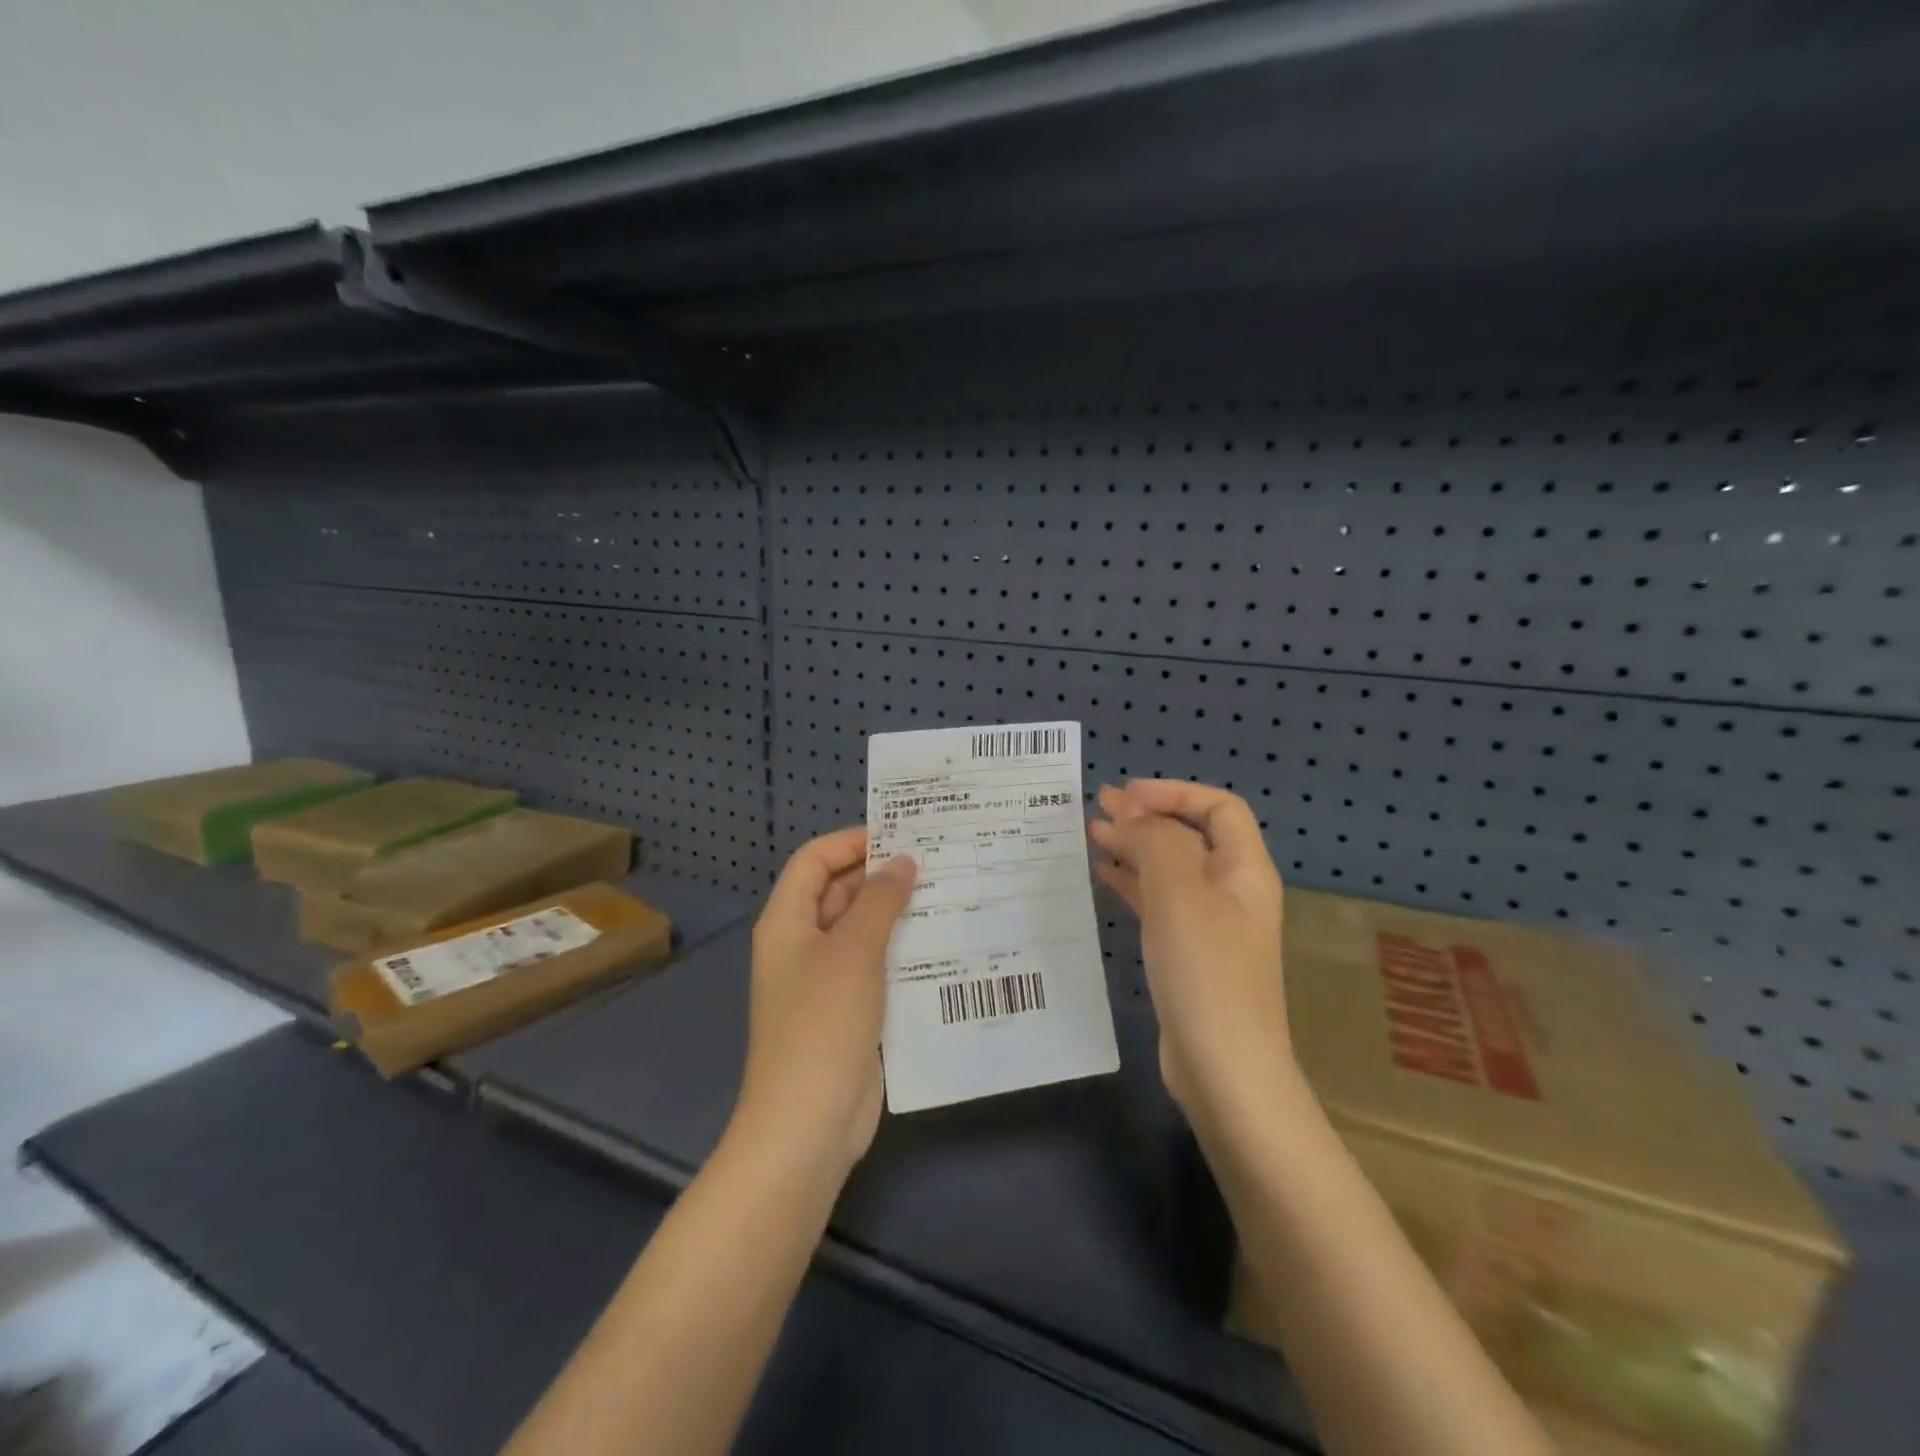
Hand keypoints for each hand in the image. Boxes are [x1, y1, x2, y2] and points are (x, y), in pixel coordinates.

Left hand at [735, 827, 916, 1173]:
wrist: (808, 1125)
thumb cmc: (823, 1023)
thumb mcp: (853, 951)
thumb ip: (879, 900)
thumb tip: (903, 861)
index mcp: (787, 921)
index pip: (814, 861)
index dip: (851, 841)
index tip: (901, 834)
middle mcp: (803, 944)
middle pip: (840, 892)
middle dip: (882, 875)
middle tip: (938, 860)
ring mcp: (825, 981)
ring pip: (863, 930)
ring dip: (898, 913)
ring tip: (950, 893)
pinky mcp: (849, 1011)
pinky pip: (876, 966)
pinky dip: (902, 950)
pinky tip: (944, 944)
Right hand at [1088, 780, 1290, 1125]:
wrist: (1223, 1069)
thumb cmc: (1205, 971)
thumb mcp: (1179, 893)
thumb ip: (1155, 841)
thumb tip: (1131, 811)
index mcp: (1244, 870)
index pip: (1218, 807)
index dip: (1174, 792)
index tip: (1126, 795)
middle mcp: (1231, 891)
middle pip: (1191, 835)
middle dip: (1148, 816)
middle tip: (1099, 807)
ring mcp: (1210, 924)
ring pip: (1170, 868)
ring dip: (1135, 847)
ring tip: (1092, 834)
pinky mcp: (1188, 953)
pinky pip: (1159, 902)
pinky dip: (1132, 882)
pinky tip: (1104, 875)